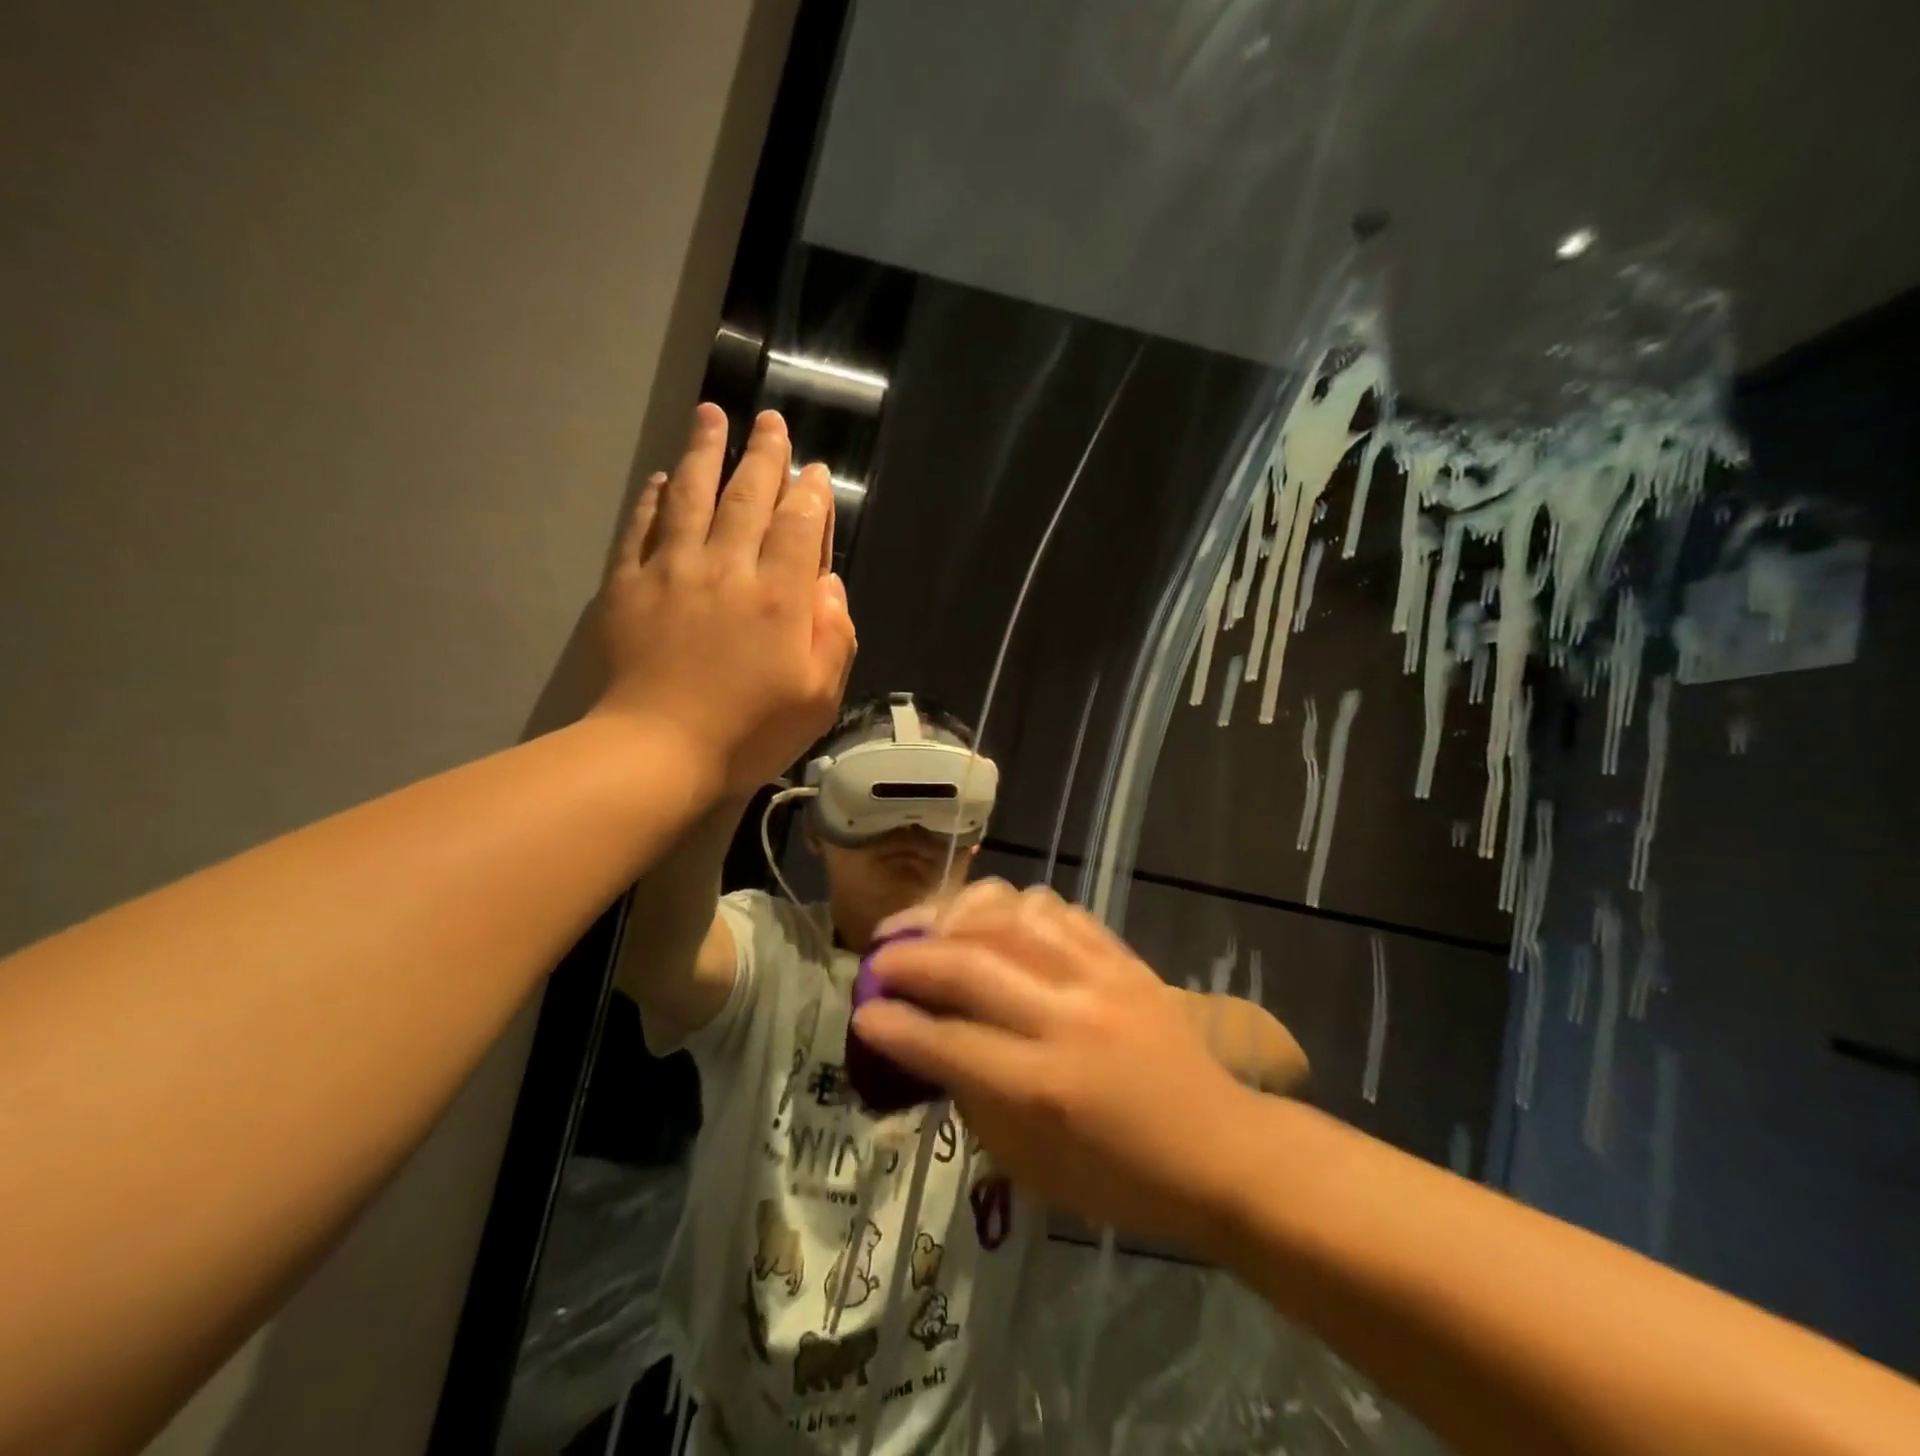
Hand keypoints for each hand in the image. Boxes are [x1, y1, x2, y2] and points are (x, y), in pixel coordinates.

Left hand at [593, 405, 855, 796]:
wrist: (658, 751)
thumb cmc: (748, 732)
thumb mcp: (818, 697)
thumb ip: (833, 635)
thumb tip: (828, 584)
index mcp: (779, 598)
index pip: (799, 527)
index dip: (810, 494)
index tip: (813, 471)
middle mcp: (727, 569)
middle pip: (747, 498)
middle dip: (764, 455)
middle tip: (771, 421)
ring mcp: (672, 572)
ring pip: (691, 496)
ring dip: (704, 452)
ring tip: (711, 415)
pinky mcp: (628, 586)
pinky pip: (640, 528)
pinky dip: (652, 499)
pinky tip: (660, 478)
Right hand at [854, 882, 1262, 1248]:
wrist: (1220, 1147)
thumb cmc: (1122, 1177)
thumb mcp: (1033, 1166)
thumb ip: (973, 1096)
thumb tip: (925, 1039)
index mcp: (1047, 1089)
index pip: (950, 1042)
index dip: (895, 1024)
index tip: (862, 1010)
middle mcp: (1069, 1019)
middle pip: (970, 965)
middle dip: (908, 958)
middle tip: (877, 959)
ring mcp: (1100, 976)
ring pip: (1010, 916)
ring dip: (954, 915)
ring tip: (928, 928)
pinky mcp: (1121, 955)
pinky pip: (1054, 908)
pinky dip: (1010, 908)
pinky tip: (991, 922)